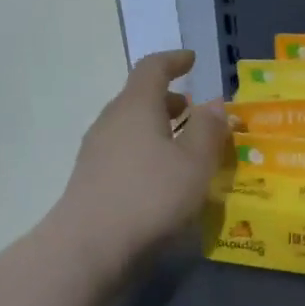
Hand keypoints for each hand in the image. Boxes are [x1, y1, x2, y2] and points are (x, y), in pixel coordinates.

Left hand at [50, 50, 228, 279]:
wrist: (90, 245)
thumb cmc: (151, 196)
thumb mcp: (194, 163)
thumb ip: (208, 130)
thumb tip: (214, 104)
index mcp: (136, 106)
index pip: (152, 68)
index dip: (174, 61)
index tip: (191, 60)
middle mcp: (111, 120)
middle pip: (139, 97)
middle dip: (169, 100)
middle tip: (195, 111)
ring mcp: (96, 150)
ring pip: (131, 126)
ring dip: (158, 128)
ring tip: (184, 146)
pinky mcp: (91, 178)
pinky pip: (124, 150)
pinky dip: (146, 150)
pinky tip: (162, 176)